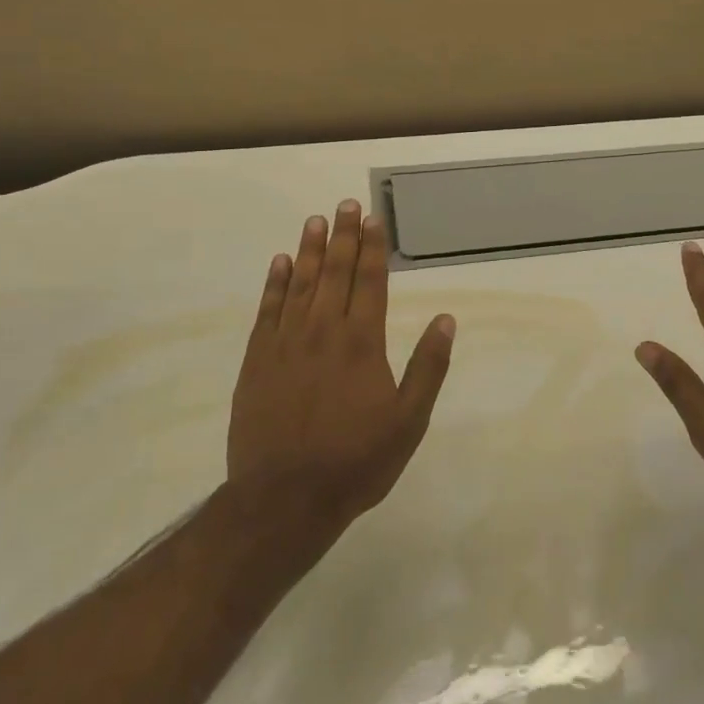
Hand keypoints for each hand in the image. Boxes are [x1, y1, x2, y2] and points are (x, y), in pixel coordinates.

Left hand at [229, 200, 456, 525]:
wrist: (284, 499)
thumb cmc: (355, 461)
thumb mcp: (409, 421)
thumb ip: (428, 367)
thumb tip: (446, 319)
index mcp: (362, 343)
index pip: (370, 282)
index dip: (373, 248)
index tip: (374, 218)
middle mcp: (323, 331)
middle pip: (335, 273)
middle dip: (344, 236)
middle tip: (346, 204)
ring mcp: (286, 344)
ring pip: (301, 284)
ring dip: (310, 250)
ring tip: (316, 220)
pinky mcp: (257, 361)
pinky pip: (267, 311)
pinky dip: (275, 284)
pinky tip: (280, 263)